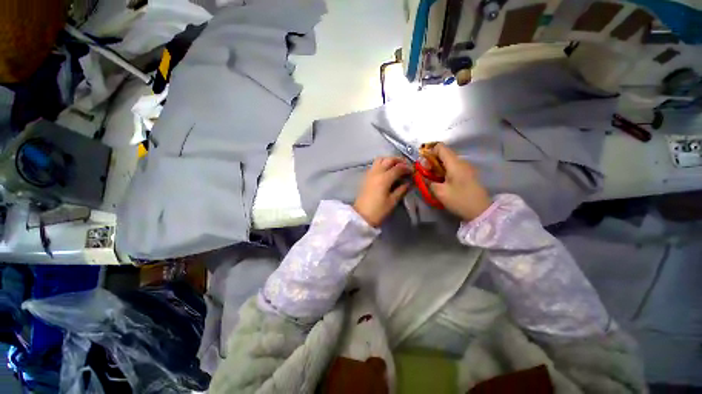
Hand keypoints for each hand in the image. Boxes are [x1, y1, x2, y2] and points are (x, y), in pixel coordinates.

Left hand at [354, 157, 411, 226]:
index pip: (398, 168)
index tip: (413, 172)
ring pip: (380, 159)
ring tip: (396, 167)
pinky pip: (375, 165)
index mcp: (384, 178)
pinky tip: (387, 171)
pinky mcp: (366, 177)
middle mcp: (377, 172)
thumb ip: (401, 190)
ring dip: (389, 160)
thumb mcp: (392, 201)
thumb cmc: (378, 210)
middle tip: (406, 166)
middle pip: (389, 159)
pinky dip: (382, 164)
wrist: (361, 216)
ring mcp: (370, 173)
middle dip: (399, 161)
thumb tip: (408, 183)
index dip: (407, 168)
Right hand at [429, 143, 491, 220]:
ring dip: (438, 167)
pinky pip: (453, 167)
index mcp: (454, 163)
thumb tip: (424, 176)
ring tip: (433, 179)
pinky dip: (444, 171)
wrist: (481, 211)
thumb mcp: (440, 192)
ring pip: (448, 161)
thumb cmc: (459, 200)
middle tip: (426, 174)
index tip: (423, 164)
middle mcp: (461, 162)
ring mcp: (466, 168)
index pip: (440, 147)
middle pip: (444, 154)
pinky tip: (442, 182)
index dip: (429, 152)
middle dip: (432, 162)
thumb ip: (429, 181)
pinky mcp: (468, 174)